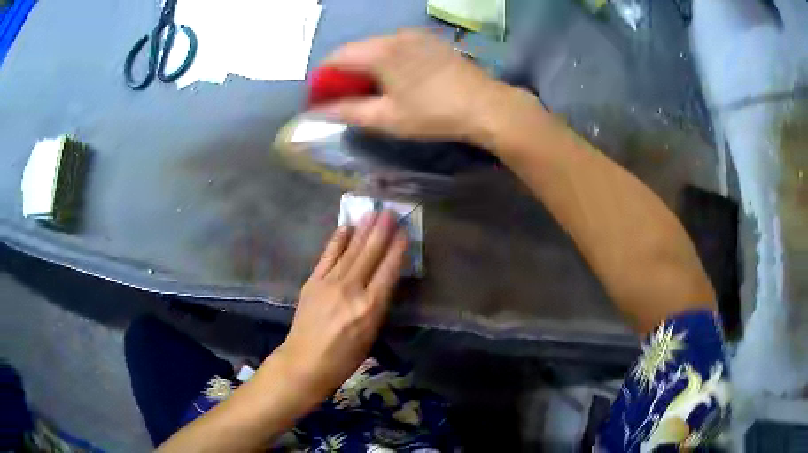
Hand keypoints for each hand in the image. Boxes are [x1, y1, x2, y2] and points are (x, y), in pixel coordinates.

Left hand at [273, 211, 406, 404]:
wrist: (304, 362)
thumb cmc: (344, 358)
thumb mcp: (371, 335)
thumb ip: (377, 306)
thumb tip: (382, 282)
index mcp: (370, 307)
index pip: (388, 271)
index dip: (397, 250)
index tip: (403, 233)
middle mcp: (351, 290)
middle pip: (370, 255)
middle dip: (381, 231)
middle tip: (389, 212)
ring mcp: (329, 283)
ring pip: (350, 251)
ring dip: (362, 230)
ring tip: (372, 213)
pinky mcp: (312, 282)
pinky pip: (327, 256)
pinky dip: (337, 241)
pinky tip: (345, 228)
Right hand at [317, 29, 510, 143]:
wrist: (486, 106)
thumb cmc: (433, 114)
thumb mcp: (387, 118)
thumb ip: (348, 112)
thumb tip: (318, 112)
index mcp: (379, 51)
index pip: (336, 58)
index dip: (323, 78)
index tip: (322, 99)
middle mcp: (394, 35)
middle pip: (356, 50)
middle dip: (344, 74)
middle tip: (346, 99)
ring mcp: (415, 36)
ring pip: (377, 48)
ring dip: (366, 68)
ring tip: (371, 92)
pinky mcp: (430, 41)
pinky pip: (397, 47)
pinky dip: (386, 62)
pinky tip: (394, 81)